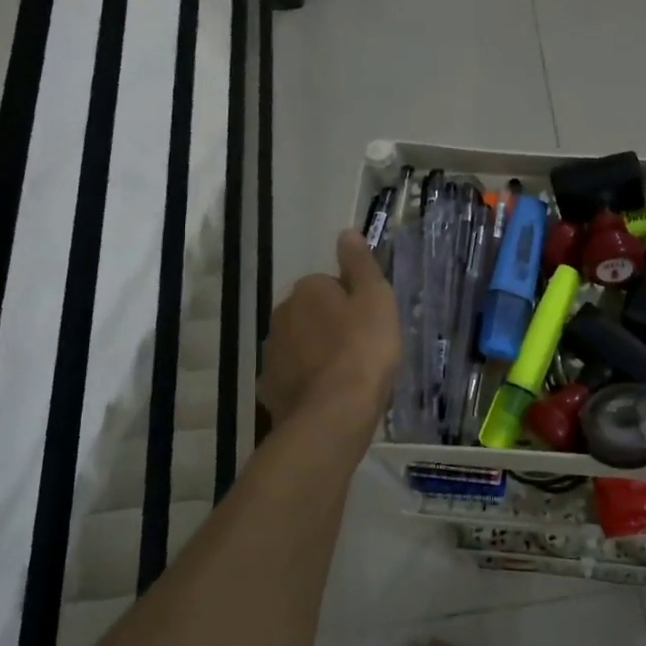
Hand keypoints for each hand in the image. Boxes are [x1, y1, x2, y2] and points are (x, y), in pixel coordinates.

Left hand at [258, 230, 400, 428]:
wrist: (334, 413)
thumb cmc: (364, 350)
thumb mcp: (376, 299)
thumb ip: (361, 265)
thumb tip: (346, 232)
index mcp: (308, 290)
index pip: (330, 285)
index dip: (352, 303)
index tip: (369, 324)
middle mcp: (282, 314)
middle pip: (311, 313)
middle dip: (330, 326)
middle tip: (361, 349)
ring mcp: (272, 352)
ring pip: (299, 344)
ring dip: (316, 353)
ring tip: (345, 376)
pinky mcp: (270, 386)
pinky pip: (291, 375)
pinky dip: (305, 381)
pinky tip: (326, 395)